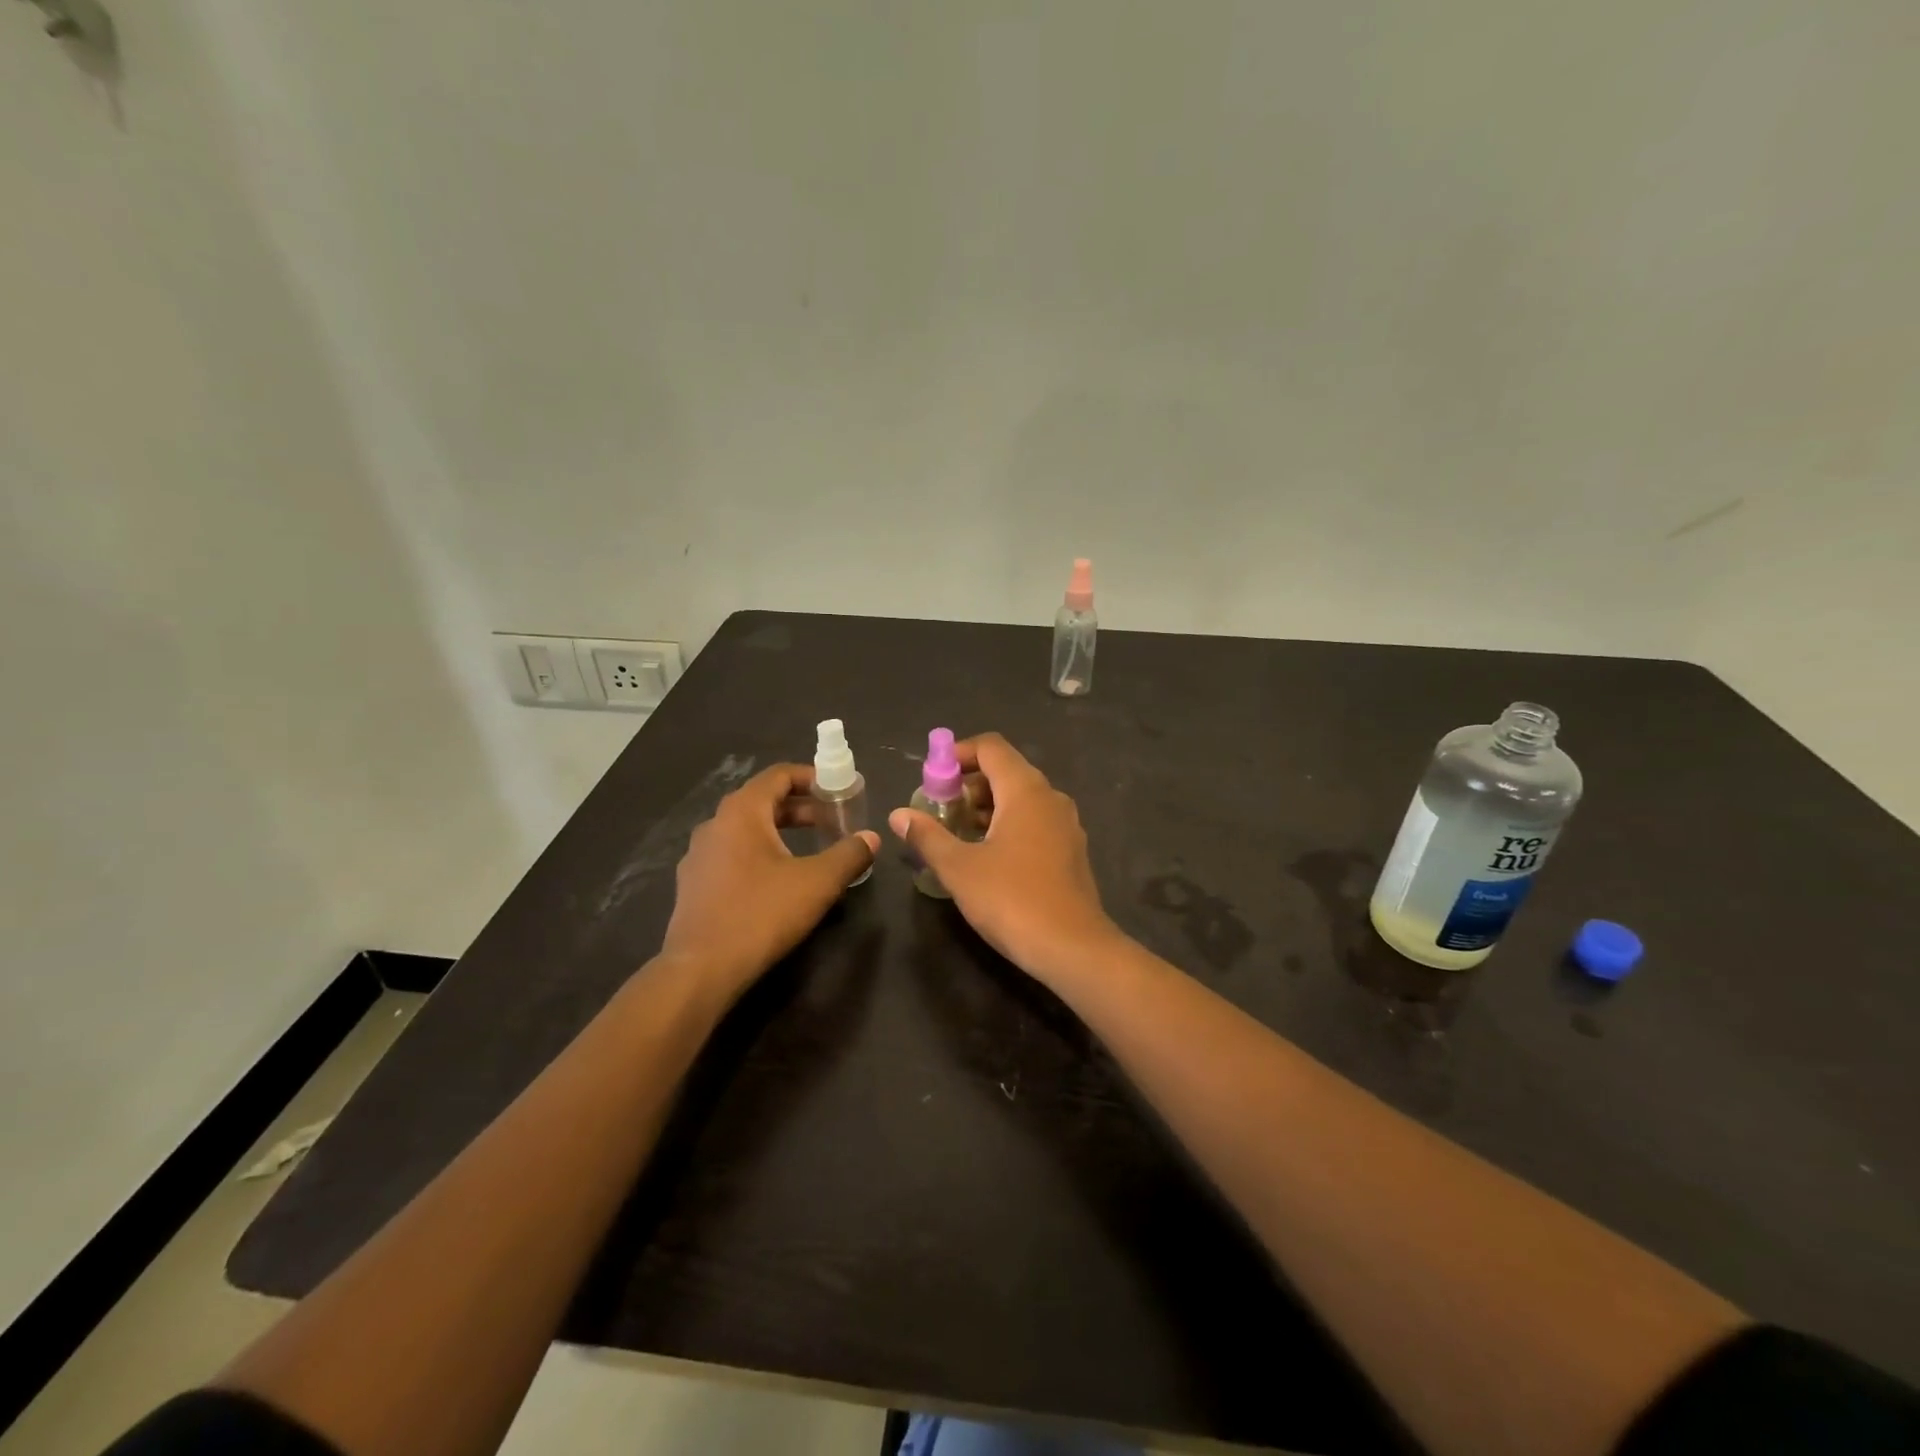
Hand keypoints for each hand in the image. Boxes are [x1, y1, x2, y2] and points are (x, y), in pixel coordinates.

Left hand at [662, 764, 878, 993]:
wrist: (700, 969)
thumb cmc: (762, 914)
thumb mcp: (818, 883)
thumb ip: (849, 854)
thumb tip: (871, 838)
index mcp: (741, 812)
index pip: (778, 775)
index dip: (812, 777)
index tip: (838, 790)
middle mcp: (715, 824)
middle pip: (763, 801)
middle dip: (801, 808)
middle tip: (833, 821)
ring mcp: (699, 855)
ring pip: (746, 829)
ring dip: (781, 831)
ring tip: (810, 849)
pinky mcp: (694, 884)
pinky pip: (732, 854)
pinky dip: (760, 853)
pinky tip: (778, 880)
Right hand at [887, 733, 1121, 984]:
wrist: (1072, 948)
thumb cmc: (1011, 899)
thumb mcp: (959, 868)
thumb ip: (927, 836)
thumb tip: (899, 815)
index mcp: (1025, 790)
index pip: (990, 747)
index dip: (957, 754)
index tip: (932, 779)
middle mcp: (1050, 797)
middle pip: (1006, 770)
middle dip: (968, 784)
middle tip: (940, 811)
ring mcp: (1066, 824)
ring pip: (1021, 798)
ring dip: (987, 806)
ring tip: (958, 834)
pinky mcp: (1071, 850)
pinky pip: (1035, 820)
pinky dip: (1008, 824)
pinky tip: (988, 856)